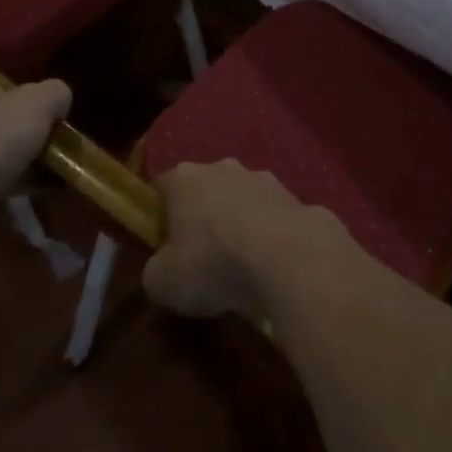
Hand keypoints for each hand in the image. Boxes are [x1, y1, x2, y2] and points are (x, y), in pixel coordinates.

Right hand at [143, 161, 349, 320]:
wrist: (289, 258)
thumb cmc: (214, 264)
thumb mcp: (163, 282)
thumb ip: (155, 270)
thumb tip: (163, 267)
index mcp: (185, 179)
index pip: (161, 186)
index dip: (158, 215)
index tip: (162, 243)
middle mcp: (224, 168)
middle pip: (204, 189)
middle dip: (202, 216)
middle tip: (201, 257)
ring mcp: (264, 179)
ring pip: (242, 200)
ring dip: (239, 223)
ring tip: (243, 265)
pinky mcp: (296, 197)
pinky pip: (274, 217)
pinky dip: (271, 235)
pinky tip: (274, 265)